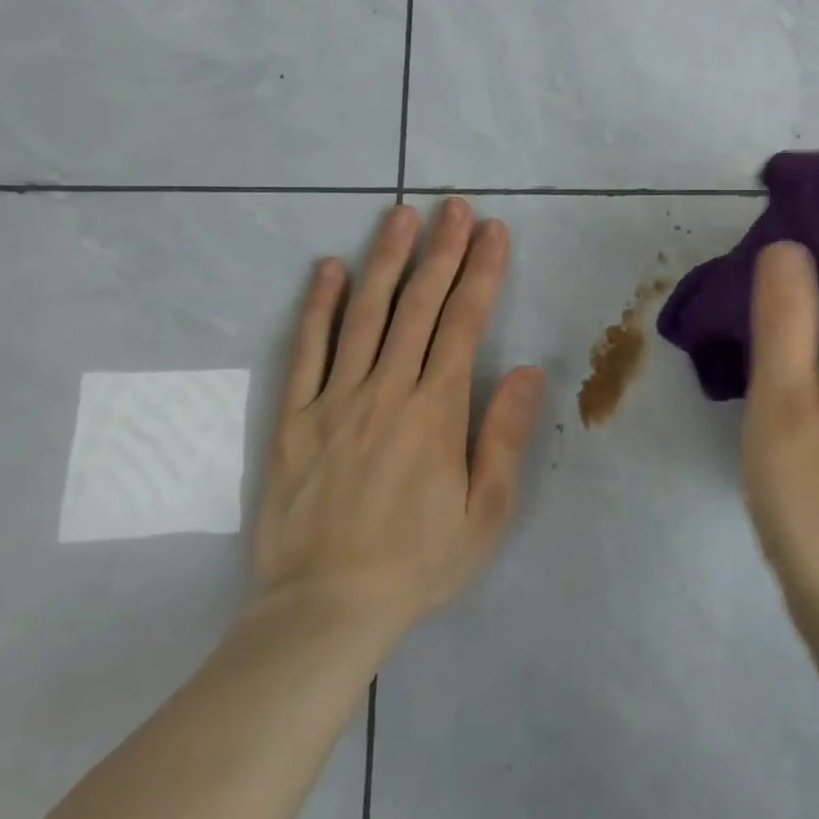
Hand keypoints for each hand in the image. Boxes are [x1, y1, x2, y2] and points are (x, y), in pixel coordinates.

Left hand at [251, 199, 544, 647]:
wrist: (322, 612)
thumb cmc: (416, 562)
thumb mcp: (485, 513)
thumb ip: (504, 436)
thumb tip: (525, 369)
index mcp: (436, 411)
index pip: (464, 323)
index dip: (482, 272)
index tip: (493, 231)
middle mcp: (387, 392)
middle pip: (419, 306)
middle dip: (441, 251)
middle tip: (454, 206)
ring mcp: (334, 401)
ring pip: (365, 315)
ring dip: (386, 260)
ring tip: (401, 216)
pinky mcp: (293, 419)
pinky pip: (305, 351)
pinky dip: (317, 306)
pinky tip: (328, 268)